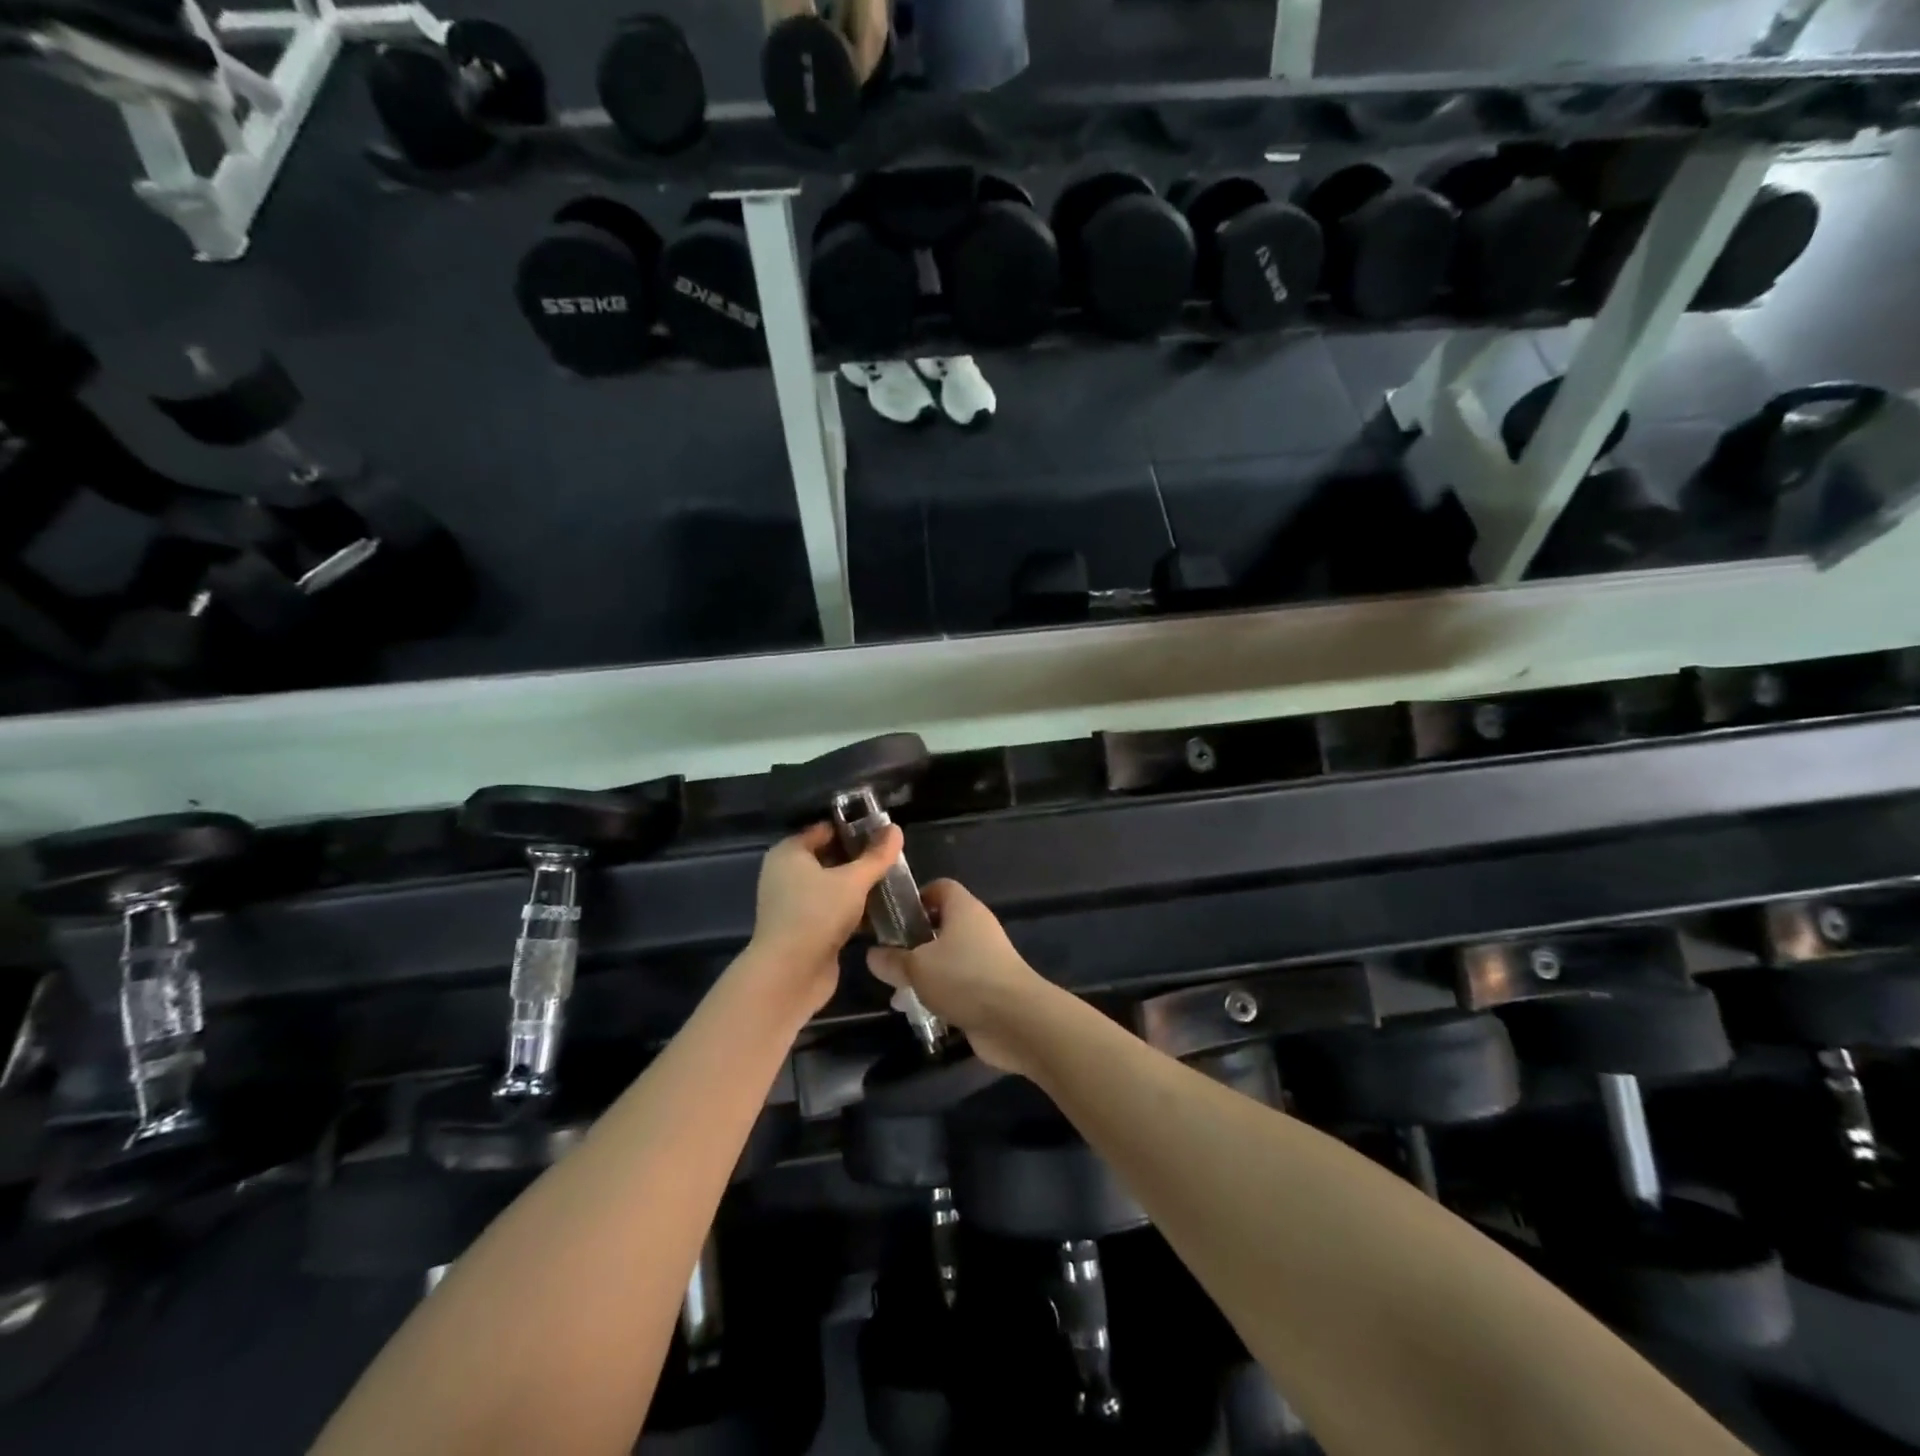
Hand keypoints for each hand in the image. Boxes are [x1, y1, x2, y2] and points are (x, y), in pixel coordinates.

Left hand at [747, 822, 902, 1016]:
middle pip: (829, 858)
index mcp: (789, 853)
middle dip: (860, 859)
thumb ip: (877, 856)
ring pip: (833, 887)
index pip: (825, 830)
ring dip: (858, 887)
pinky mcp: (805, 930)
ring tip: (893, 882)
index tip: (884, 832)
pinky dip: (853, 910)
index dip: (854, 829)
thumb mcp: (853, 880)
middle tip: (892, 858)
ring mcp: (794, 905)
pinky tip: (881, 911)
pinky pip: (833, 911)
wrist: (789, 975)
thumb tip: (895, 829)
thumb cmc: (817, 914)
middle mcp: (786, 875)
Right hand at [866, 880, 1048, 1074]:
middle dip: (914, 941)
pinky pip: (958, 983)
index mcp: (963, 908)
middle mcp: (977, 928)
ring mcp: (986, 958)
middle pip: (941, 924)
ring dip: (924, 972)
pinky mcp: (990, 987)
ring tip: (898, 991)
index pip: (939, 887)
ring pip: (947, 957)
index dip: (916, 898)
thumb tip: (873, 954)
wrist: (1016, 1020)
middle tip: (889, 959)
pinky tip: (920, 1011)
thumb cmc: (964, 978)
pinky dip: (940, 994)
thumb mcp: (917, 967)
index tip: (892, 918)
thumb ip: (892, 960)